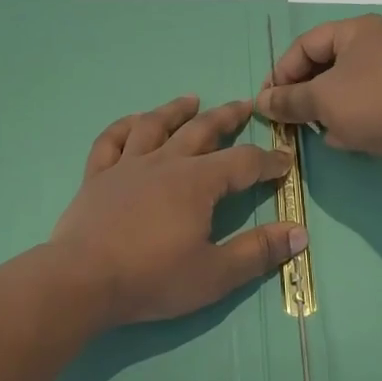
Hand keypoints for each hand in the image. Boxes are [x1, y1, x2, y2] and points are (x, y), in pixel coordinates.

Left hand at [51, 96, 308, 327]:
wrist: (82, 280)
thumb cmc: (152, 278)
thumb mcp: (215, 274)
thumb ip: (258, 252)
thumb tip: (299, 233)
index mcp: (196, 183)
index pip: (243, 162)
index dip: (268, 161)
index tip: (284, 162)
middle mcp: (164, 163)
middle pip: (200, 131)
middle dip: (226, 118)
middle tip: (244, 106)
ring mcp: (126, 166)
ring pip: (154, 126)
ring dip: (175, 111)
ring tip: (191, 100)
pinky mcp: (97, 177)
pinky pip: (110, 141)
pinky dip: (123, 126)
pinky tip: (132, 121)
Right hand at [256, 15, 381, 183]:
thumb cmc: (372, 106)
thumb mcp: (320, 100)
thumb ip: (286, 99)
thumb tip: (260, 103)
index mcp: (358, 30)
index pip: (305, 45)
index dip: (281, 72)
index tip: (266, 101)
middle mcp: (377, 44)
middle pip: (323, 64)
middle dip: (301, 92)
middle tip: (284, 116)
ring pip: (342, 87)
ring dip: (322, 108)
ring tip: (309, 128)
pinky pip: (362, 103)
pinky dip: (346, 118)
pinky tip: (340, 138)